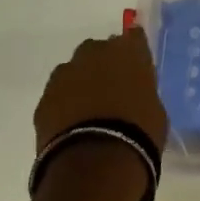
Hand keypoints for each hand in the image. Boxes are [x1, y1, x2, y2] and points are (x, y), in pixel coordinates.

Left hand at [34, 29, 169, 154]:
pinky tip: (71, 126)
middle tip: (111, 91)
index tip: (136, 66)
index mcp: (128, 52)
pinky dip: (63, 106)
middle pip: (98, 50)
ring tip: (88, 112)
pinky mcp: (44, 99)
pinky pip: (57, 96)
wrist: (96, 162)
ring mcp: (65, 74)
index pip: (134, 37)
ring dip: (80, 84)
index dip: (134, 52)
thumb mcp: (155, 110)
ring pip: (73, 71)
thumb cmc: (139, 134)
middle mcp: (94, 53)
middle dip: (103, 65)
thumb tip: (134, 96)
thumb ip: (142, 92)